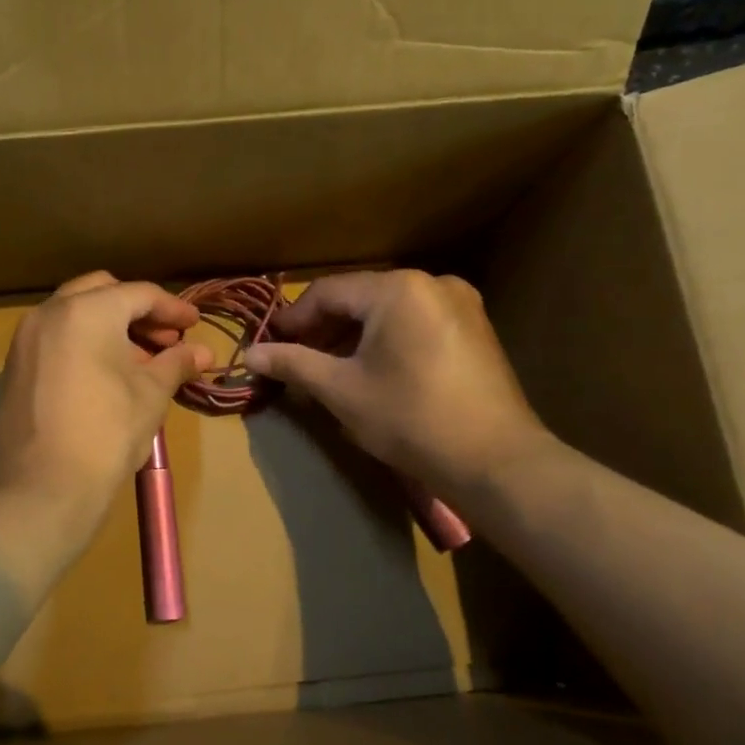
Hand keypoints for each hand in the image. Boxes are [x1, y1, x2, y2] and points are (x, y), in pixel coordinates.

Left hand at [0, 272, 211, 548]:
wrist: (43, 489)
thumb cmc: (107, 434)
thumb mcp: (151, 395)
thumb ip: (176, 363)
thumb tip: (203, 352)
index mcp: (86, 311)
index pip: (139, 294)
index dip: (173, 308)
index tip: (195, 323)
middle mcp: (49, 314)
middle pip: (101, 293)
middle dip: (136, 310)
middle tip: (165, 339)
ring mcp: (24, 341)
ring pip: (73, 315)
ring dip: (108, 327)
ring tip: (139, 361)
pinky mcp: (12, 369)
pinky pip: (53, 341)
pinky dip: (81, 345)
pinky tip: (102, 376)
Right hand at [244, 270, 550, 492]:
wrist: (495, 461)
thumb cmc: (410, 419)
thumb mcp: (341, 390)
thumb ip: (293, 364)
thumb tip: (249, 354)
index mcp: (397, 289)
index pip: (327, 292)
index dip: (293, 320)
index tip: (269, 346)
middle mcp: (432, 283)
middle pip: (359, 299)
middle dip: (323, 330)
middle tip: (295, 361)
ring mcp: (460, 304)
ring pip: (387, 312)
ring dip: (353, 337)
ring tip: (328, 371)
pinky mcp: (475, 329)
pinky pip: (415, 323)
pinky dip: (386, 341)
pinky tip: (371, 371)